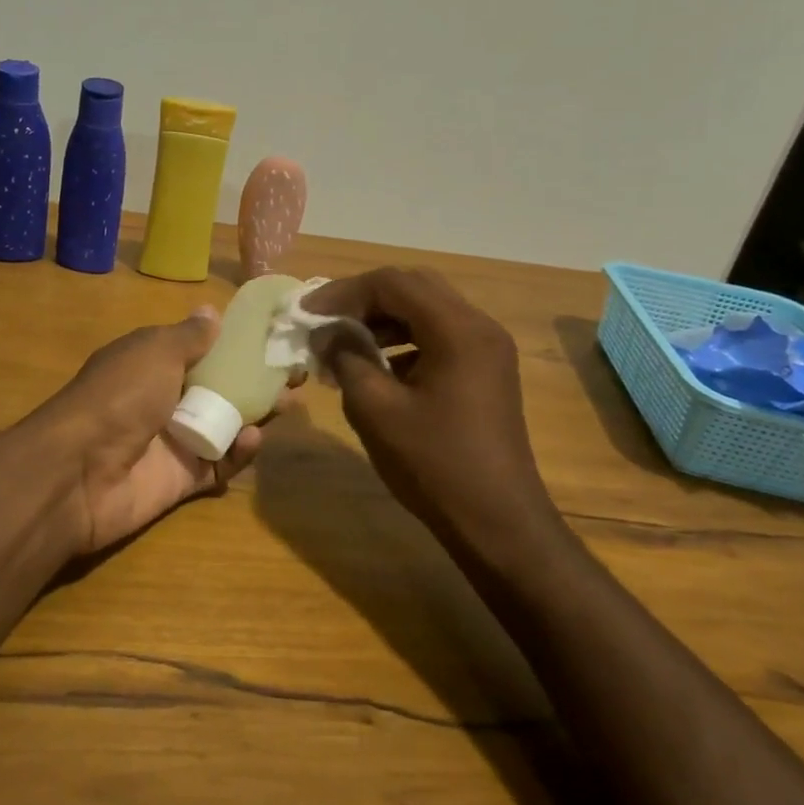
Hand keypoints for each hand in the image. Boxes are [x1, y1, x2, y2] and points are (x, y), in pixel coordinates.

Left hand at [33, 308, 293, 554]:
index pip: (202, 349)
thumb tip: (212, 311)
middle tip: (295, 375)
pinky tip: (252, 439)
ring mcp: (174, 440)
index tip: (275, 338)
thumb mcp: (154, 352)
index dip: (237, 344)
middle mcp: (165, 398)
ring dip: (257, 413)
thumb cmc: (120, 396)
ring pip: (225, 424)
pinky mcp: (182, 479)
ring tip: (290, 403)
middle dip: (257, 380)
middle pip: (220, 387)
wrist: (79, 471)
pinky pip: (220, 464)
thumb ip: (188, 336)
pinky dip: (238, 453)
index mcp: (153, 363)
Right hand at [303, 267, 554, 543]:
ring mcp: (487, 349)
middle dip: (363, 299)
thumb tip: (326, 332)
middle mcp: (479, 327)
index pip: (393, 283)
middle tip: (324, 321)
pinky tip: (376, 367)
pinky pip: (439, 337)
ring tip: (343, 343)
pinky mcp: (485, 371)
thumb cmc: (434, 464)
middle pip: (414, 288)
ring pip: (427, 311)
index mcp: (458, 330)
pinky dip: (403, 340)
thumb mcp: (376, 410)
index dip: (343, 292)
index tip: (306, 313)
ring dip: (382, 319)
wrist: (497, 521)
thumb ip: (346, 358)